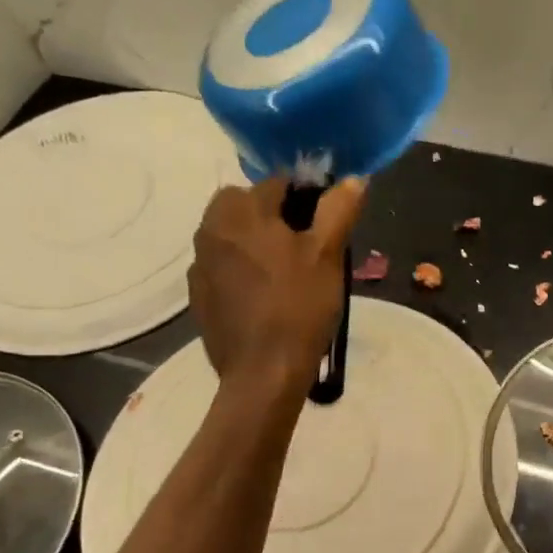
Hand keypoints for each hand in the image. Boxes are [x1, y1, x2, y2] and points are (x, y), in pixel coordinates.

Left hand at [188, 176, 365, 392]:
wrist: (263, 373)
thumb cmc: (299, 306)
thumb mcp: (328, 254)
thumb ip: (339, 209)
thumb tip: (353, 179)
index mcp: (239, 210)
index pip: (277, 183)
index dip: (308, 199)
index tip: (327, 226)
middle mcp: (209, 229)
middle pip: (248, 206)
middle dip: (276, 218)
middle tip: (307, 249)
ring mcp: (199, 265)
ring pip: (234, 237)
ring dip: (257, 243)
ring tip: (288, 275)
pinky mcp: (199, 296)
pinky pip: (224, 268)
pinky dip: (243, 271)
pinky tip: (266, 298)